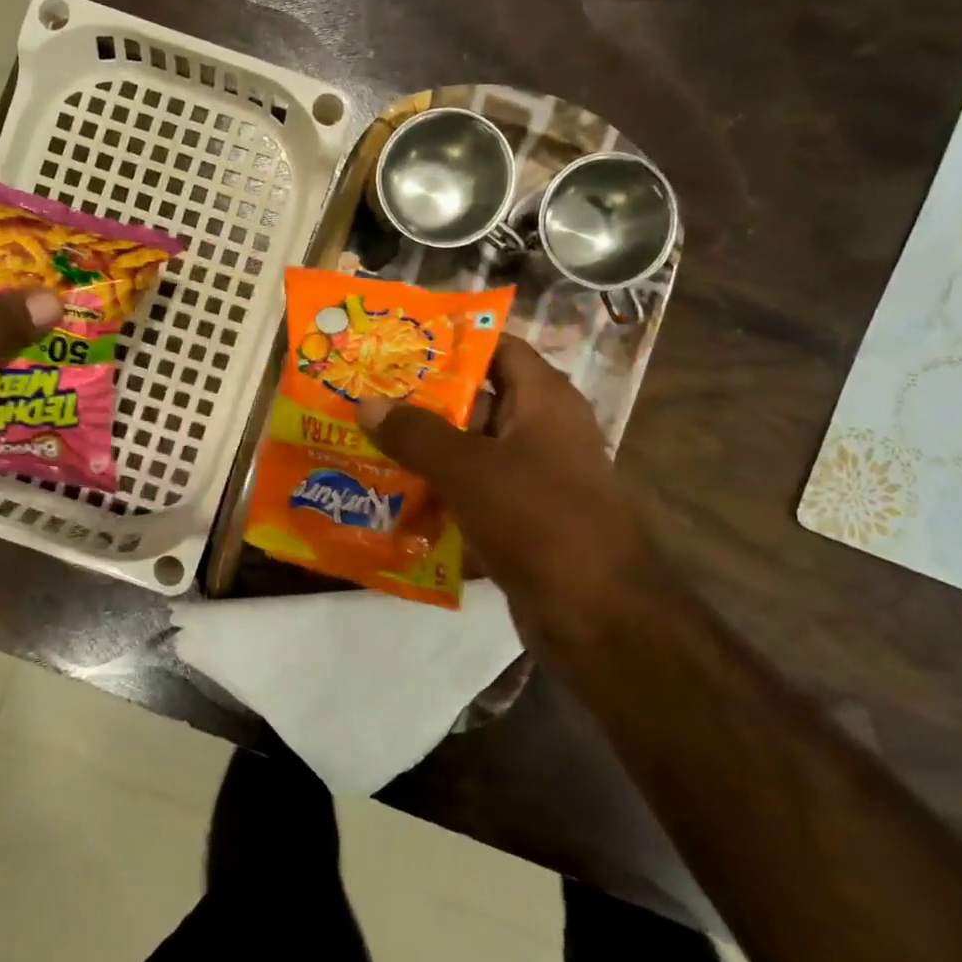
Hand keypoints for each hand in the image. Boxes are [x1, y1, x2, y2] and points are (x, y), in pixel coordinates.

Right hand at [356, 335, 650, 612]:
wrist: (600, 617)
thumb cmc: (538, 518)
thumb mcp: (468, 468)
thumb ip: (415, 433)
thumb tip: (366, 403)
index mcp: (543, 401)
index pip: (497, 349)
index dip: (450, 344)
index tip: (396, 346)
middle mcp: (540, 433)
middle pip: (473, 404)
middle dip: (419, 405)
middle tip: (362, 400)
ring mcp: (531, 482)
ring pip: (467, 456)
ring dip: (420, 457)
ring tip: (361, 449)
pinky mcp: (519, 524)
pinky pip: (469, 500)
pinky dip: (435, 501)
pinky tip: (387, 505)